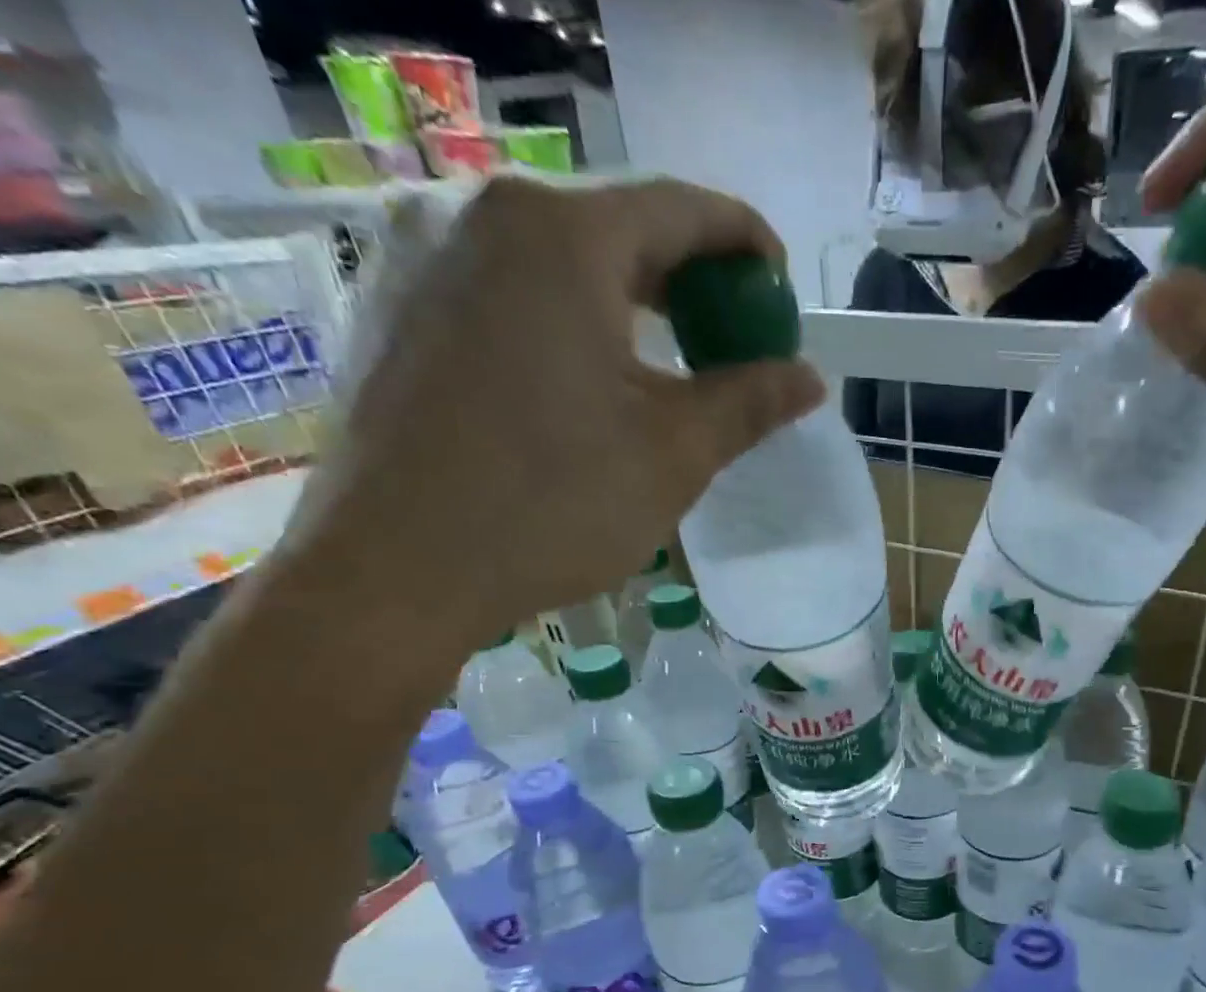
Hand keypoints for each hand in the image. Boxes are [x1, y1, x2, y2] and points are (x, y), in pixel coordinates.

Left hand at [281, 175, 824, 663]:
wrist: (395, 570)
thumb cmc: (551, 504)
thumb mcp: (674, 455)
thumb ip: (749, 402)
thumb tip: (809, 378)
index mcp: (560, 235)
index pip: (682, 208)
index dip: (747, 243)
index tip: (779, 293)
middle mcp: (481, 215)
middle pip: (616, 226)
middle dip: (688, 280)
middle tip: (730, 340)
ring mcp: (423, 256)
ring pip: (557, 260)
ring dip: (626, 302)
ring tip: (665, 364)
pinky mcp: (395, 306)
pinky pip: (505, 290)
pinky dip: (565, 319)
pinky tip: (583, 380)